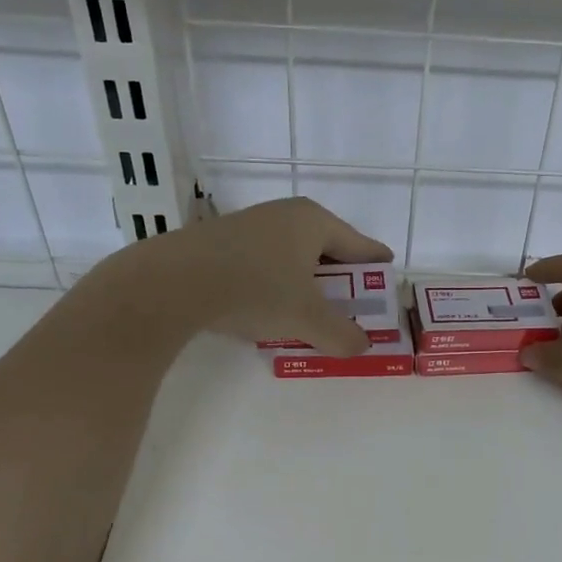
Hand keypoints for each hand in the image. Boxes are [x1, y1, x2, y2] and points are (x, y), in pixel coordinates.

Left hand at [87, 197, 391, 355]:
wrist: (174, 282)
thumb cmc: (255, 289)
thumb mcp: (306, 318)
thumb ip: (341, 334)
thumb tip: (361, 347)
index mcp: (313, 221)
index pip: (358, 244)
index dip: (375, 264)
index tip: (387, 274)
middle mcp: (284, 214)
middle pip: (325, 247)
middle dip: (339, 276)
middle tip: (351, 301)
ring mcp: (250, 224)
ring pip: (291, 254)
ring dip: (305, 280)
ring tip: (309, 308)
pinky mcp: (220, 241)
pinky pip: (264, 261)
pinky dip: (276, 281)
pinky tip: (268, 305)